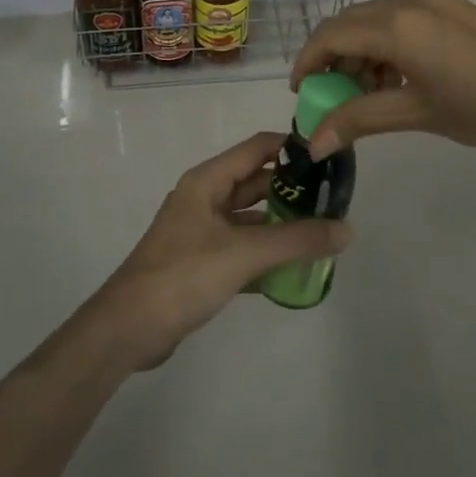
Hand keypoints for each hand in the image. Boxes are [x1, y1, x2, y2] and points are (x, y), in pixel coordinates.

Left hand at [87, 132, 352, 370]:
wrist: (129, 329)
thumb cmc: (184, 275)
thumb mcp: (243, 253)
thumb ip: (296, 240)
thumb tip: (347, 229)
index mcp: (208, 181)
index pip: (257, 148)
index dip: (292, 147)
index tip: (329, 156)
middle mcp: (205, 199)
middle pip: (256, 183)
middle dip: (292, 190)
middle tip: (334, 200)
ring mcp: (201, 231)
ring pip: (250, 218)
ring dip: (281, 224)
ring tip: (322, 233)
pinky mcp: (202, 263)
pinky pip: (242, 248)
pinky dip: (266, 254)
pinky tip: (294, 268)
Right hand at [290, 0, 475, 163]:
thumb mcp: (420, 114)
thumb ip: (361, 119)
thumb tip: (313, 143)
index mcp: (399, 25)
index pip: (332, 34)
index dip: (308, 61)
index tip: (302, 94)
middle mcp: (412, 2)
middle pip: (351, 22)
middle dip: (333, 58)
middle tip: (331, 98)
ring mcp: (435, 1)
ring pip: (377, 20)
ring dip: (361, 52)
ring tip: (367, 96)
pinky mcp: (453, 8)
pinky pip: (403, 20)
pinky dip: (387, 46)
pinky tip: (398, 80)